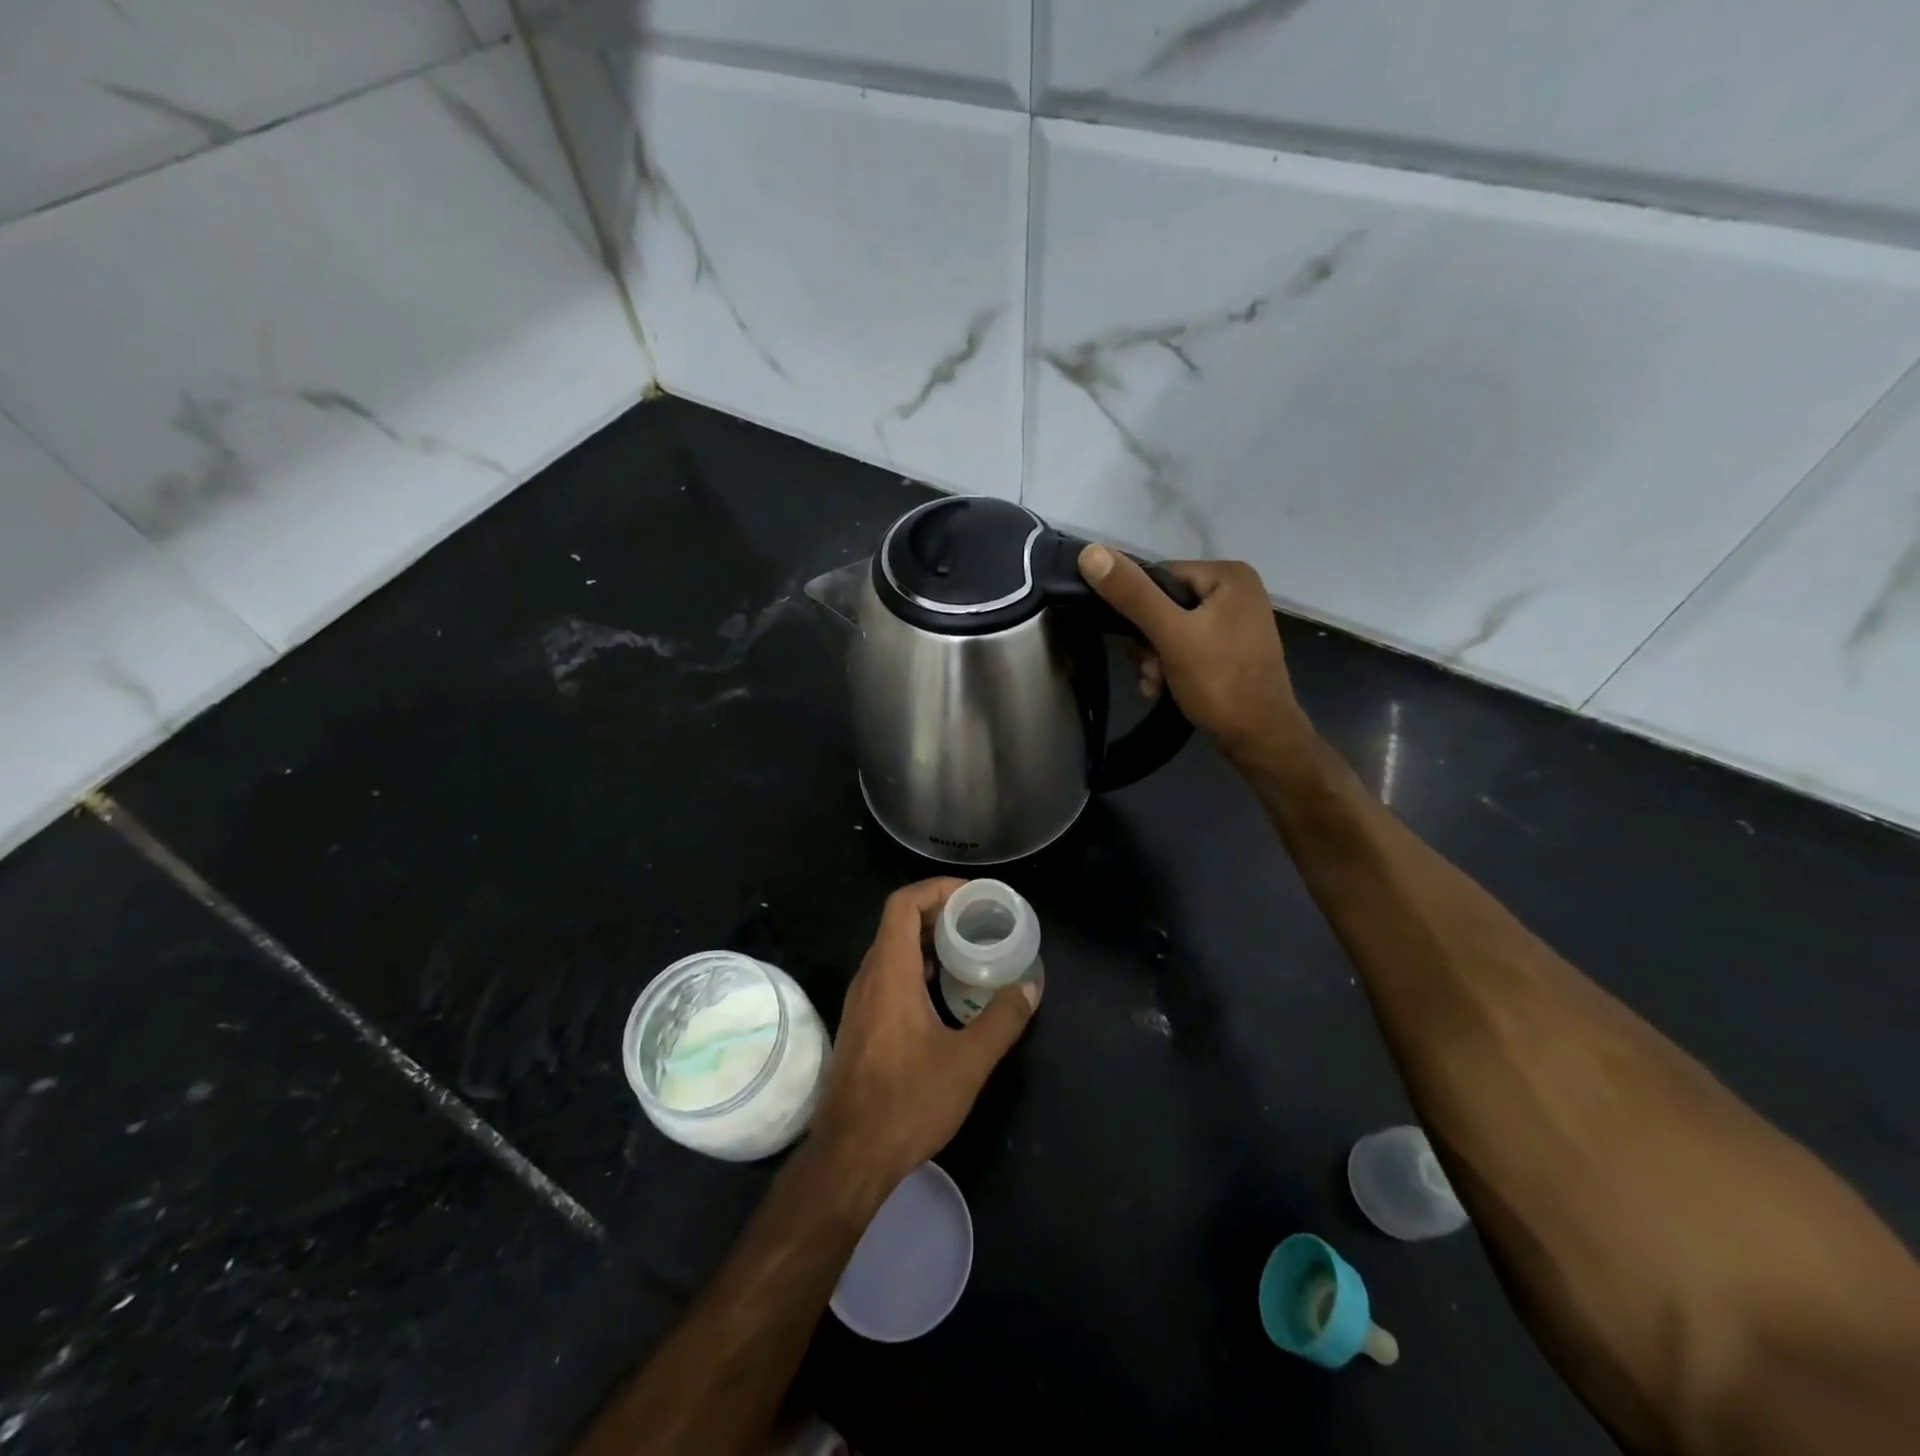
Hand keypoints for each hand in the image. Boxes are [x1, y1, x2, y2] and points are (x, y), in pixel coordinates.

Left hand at [811, 879, 1038, 1189]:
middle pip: (898, 923)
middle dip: (939, 912)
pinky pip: (889, 975)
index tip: (973, 896)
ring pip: (892, 950)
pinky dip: (917, 967)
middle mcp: (869, 978)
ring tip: (969, 949)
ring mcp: (861, 1002)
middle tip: (980, 920)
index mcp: (890, 972)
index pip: (903, 904)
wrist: (850, 1157)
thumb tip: (1030, 985)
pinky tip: (945, 991)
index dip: (937, 889)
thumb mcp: (968, 1061)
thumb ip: (1002, 1019)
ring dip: (928, 940)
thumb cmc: (907, 1102)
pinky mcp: (862, 1024)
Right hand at [1080, 546, 1310, 765]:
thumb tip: (1091, 553)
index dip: (1138, 608)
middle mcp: (1236, 591)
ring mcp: (1235, 621)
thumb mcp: (1171, 635)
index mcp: (1228, 575)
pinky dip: (1171, 665)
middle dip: (1147, 641)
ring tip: (1156, 683)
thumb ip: (1132, 595)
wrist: (1260, 739)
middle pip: (1164, 604)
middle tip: (1149, 670)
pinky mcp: (1231, 649)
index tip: (1135, 644)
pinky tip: (1164, 688)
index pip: (1160, 576)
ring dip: (1154, 657)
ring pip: (1171, 629)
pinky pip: (1187, 646)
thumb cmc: (1220, 681)